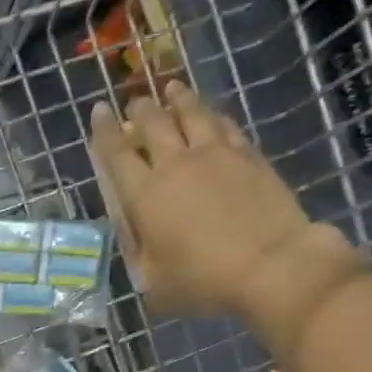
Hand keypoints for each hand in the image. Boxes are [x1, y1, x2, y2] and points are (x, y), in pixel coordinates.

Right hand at [91, 81, 321, 315]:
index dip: (104, 131)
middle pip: (153, 123)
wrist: (272, 266)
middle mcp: (176, 164)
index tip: (99, 111)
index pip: (117, 153)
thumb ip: (137, 249)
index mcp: (145, 196)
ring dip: (177, 99)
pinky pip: (224, 124)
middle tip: (135, 103)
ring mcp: (216, 155)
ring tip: (171, 89)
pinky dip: (211, 115)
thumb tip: (133, 227)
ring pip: (192, 113)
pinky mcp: (249, 155)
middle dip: (140, 109)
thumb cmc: (203, 282)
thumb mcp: (153, 280)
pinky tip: (210, 114)